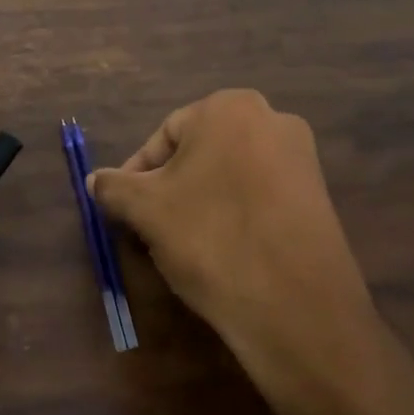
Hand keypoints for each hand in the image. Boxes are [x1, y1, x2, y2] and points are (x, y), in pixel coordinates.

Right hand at [89, 90, 393, 414]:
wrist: (296, 307)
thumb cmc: (210, 238)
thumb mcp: (145, 210)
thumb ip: (114, 187)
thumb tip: (95, 180)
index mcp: (229, 107)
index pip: (164, 137)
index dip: (136, 175)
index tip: (124, 211)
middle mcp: (272, 119)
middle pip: (198, 154)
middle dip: (168, 189)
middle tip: (149, 228)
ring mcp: (301, 158)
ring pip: (227, 176)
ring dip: (198, 204)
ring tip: (182, 245)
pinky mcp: (318, 196)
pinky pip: (259, 197)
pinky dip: (233, 216)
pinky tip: (222, 252)